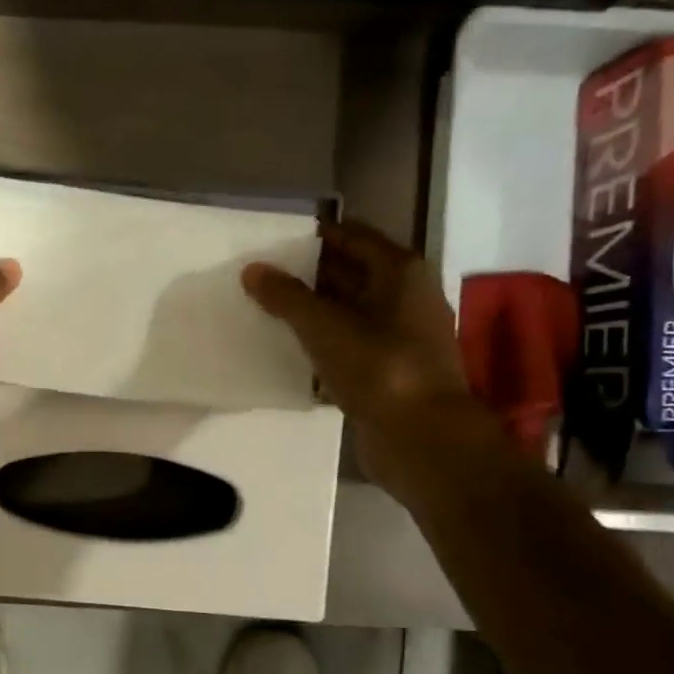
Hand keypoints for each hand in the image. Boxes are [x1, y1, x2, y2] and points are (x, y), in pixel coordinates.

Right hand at [242, 218, 477, 484]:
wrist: (421, 438)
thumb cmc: (379, 368)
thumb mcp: (325, 327)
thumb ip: (287, 297)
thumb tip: (252, 269)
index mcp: (400, 273)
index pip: (353, 237)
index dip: (316, 236)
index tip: (275, 241)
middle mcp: (406, 297)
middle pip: (352, 273)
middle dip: (310, 274)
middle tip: (263, 276)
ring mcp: (400, 337)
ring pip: (348, 312)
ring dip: (314, 312)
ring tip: (268, 310)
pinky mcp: (389, 371)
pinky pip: (349, 346)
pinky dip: (323, 344)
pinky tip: (291, 350)